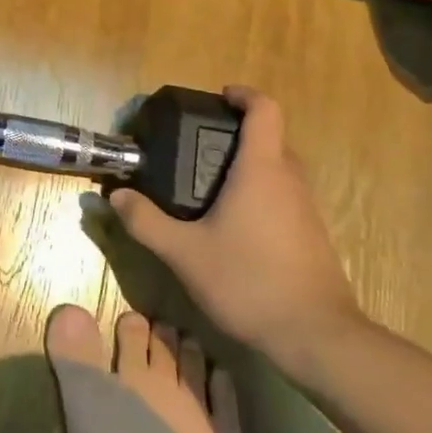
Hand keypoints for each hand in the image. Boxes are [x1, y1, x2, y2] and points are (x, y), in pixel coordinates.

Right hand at [108, 87, 365, 375]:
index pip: (265, 110)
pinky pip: (284, 197)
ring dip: (249, 165)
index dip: (243, 95)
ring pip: (279, 170)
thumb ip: (145, 222)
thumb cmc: (249, 281)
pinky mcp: (311, 235)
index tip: (219, 97)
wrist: (316, 337)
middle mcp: (290, 180)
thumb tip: (115, 196)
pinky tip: (233, 224)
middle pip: (270, 138)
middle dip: (237, 134)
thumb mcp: (184, 253)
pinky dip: (260, 193)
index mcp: (261, 169)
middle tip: (198, 146)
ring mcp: (306, 209)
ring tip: (209, 184)